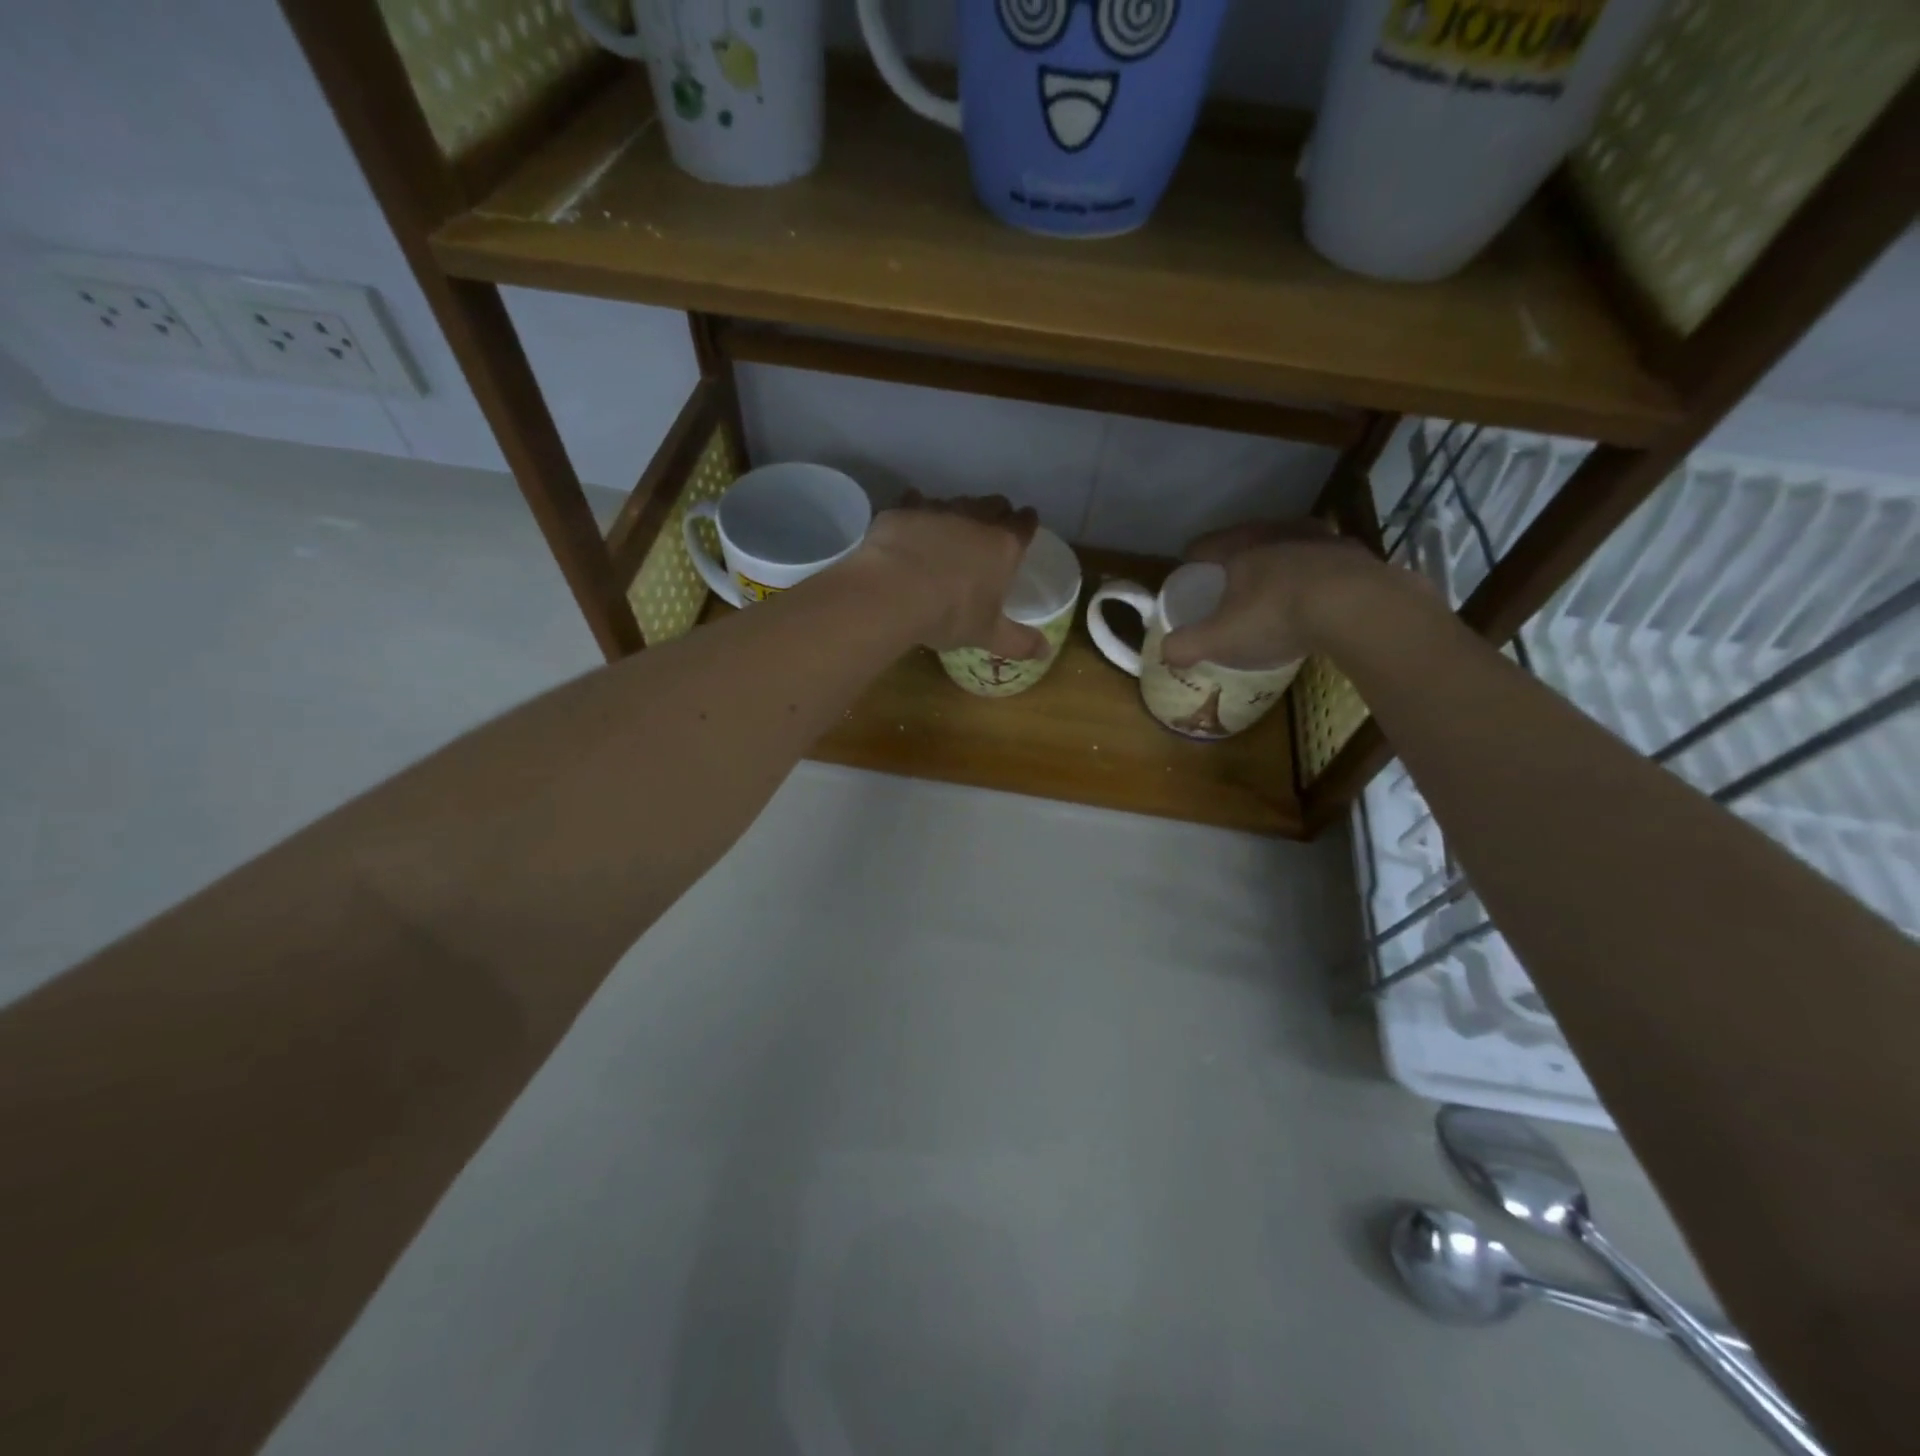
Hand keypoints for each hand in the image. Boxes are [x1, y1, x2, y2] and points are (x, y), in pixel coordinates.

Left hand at [852, 491, 1047, 657]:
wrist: (893, 592)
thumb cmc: (950, 614)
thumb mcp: (987, 634)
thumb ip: (1019, 641)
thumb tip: (1047, 652)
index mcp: (1003, 546)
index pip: (1025, 524)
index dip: (1027, 524)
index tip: (1025, 527)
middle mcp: (975, 518)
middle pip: (994, 504)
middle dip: (996, 513)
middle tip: (990, 531)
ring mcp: (938, 509)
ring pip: (956, 501)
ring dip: (957, 513)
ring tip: (948, 532)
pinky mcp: (905, 510)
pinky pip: (916, 502)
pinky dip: (917, 511)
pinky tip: (911, 526)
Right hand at [1160, 520, 1419, 670]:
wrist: (1359, 608)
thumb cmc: (1276, 616)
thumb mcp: (1220, 639)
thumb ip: (1187, 645)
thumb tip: (1166, 652)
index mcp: (1239, 546)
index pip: (1204, 546)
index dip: (1191, 561)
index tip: (1189, 576)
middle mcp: (1277, 532)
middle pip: (1247, 541)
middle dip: (1237, 561)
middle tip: (1231, 587)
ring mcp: (1320, 539)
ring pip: (1289, 546)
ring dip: (1280, 564)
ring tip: (1276, 591)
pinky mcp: (1356, 554)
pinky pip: (1325, 563)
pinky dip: (1316, 577)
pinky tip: (1318, 600)